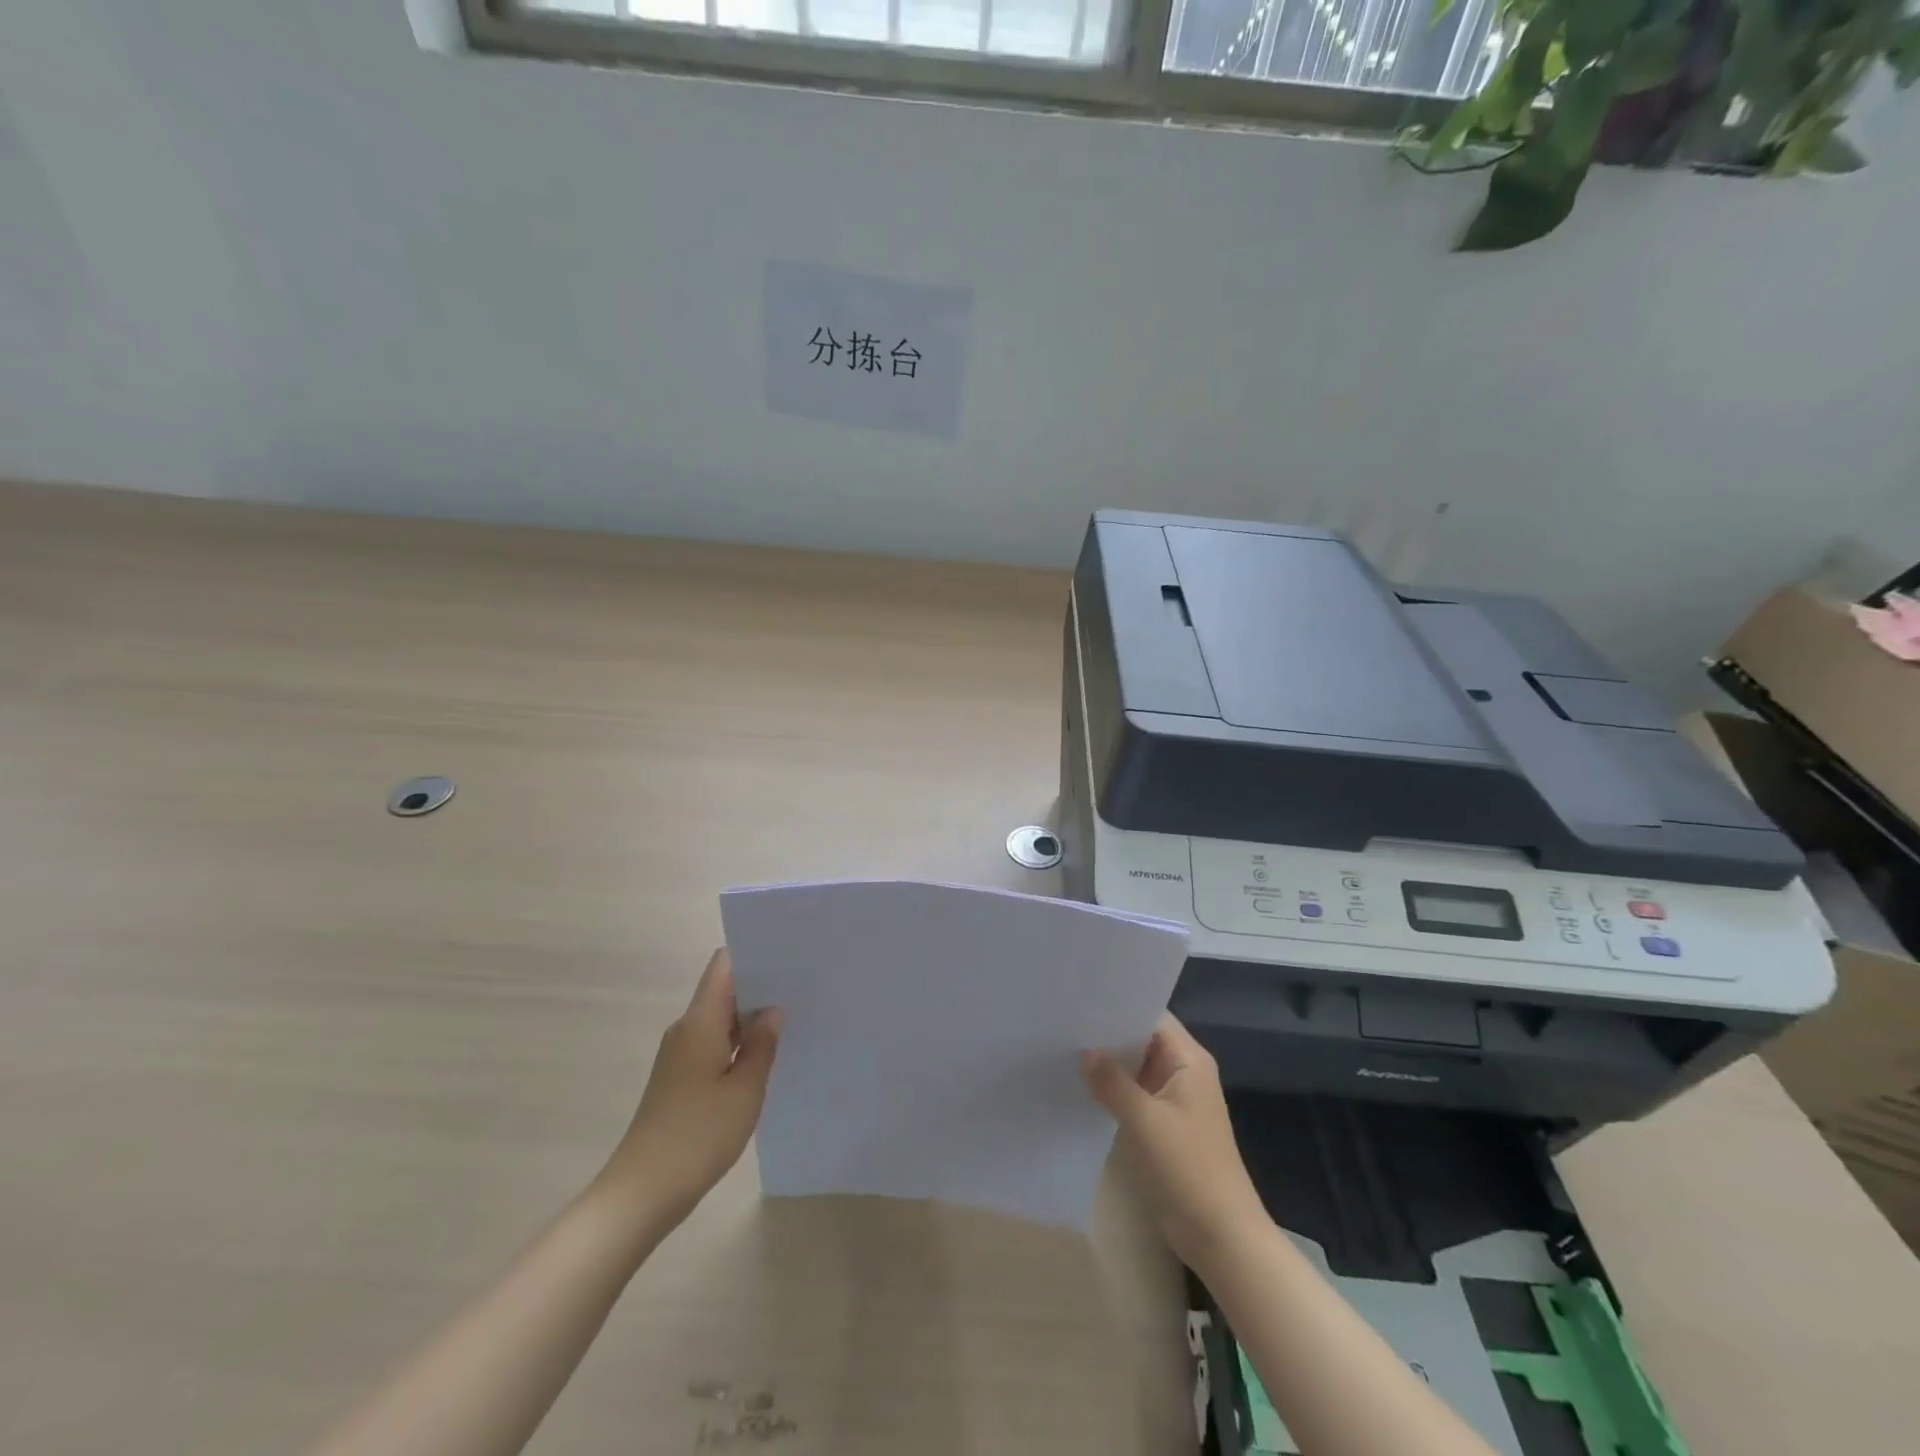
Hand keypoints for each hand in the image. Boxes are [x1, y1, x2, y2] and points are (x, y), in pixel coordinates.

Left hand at [597, 948, 780, 1229]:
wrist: (642, 1192)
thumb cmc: (698, 1135)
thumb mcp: (745, 1090)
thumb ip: (762, 1045)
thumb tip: (773, 1010)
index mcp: (700, 1021)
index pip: (724, 965)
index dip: (754, 953)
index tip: (788, 953)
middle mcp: (686, 1029)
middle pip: (724, 989)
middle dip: (760, 984)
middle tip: (803, 984)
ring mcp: (681, 1054)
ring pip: (720, 1019)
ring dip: (751, 1016)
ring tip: (793, 1015)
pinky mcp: (680, 1078)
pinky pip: (714, 1044)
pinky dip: (739, 1042)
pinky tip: (766, 1054)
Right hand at [1083, 1013, 1268, 1271]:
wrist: (1220, 1236)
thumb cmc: (1189, 1169)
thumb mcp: (1145, 1121)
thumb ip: (1112, 1082)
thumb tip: (1085, 1050)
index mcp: (1189, 1060)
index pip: (1151, 1015)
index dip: (1119, 1005)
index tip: (1081, 998)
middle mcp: (1183, 1071)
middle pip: (1141, 1039)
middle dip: (1107, 1033)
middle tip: (1063, 1021)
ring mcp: (1173, 1099)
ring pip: (1134, 1067)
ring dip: (1107, 1063)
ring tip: (1063, 1047)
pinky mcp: (1163, 1124)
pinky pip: (1133, 1093)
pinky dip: (1111, 1089)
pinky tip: (1080, 1086)